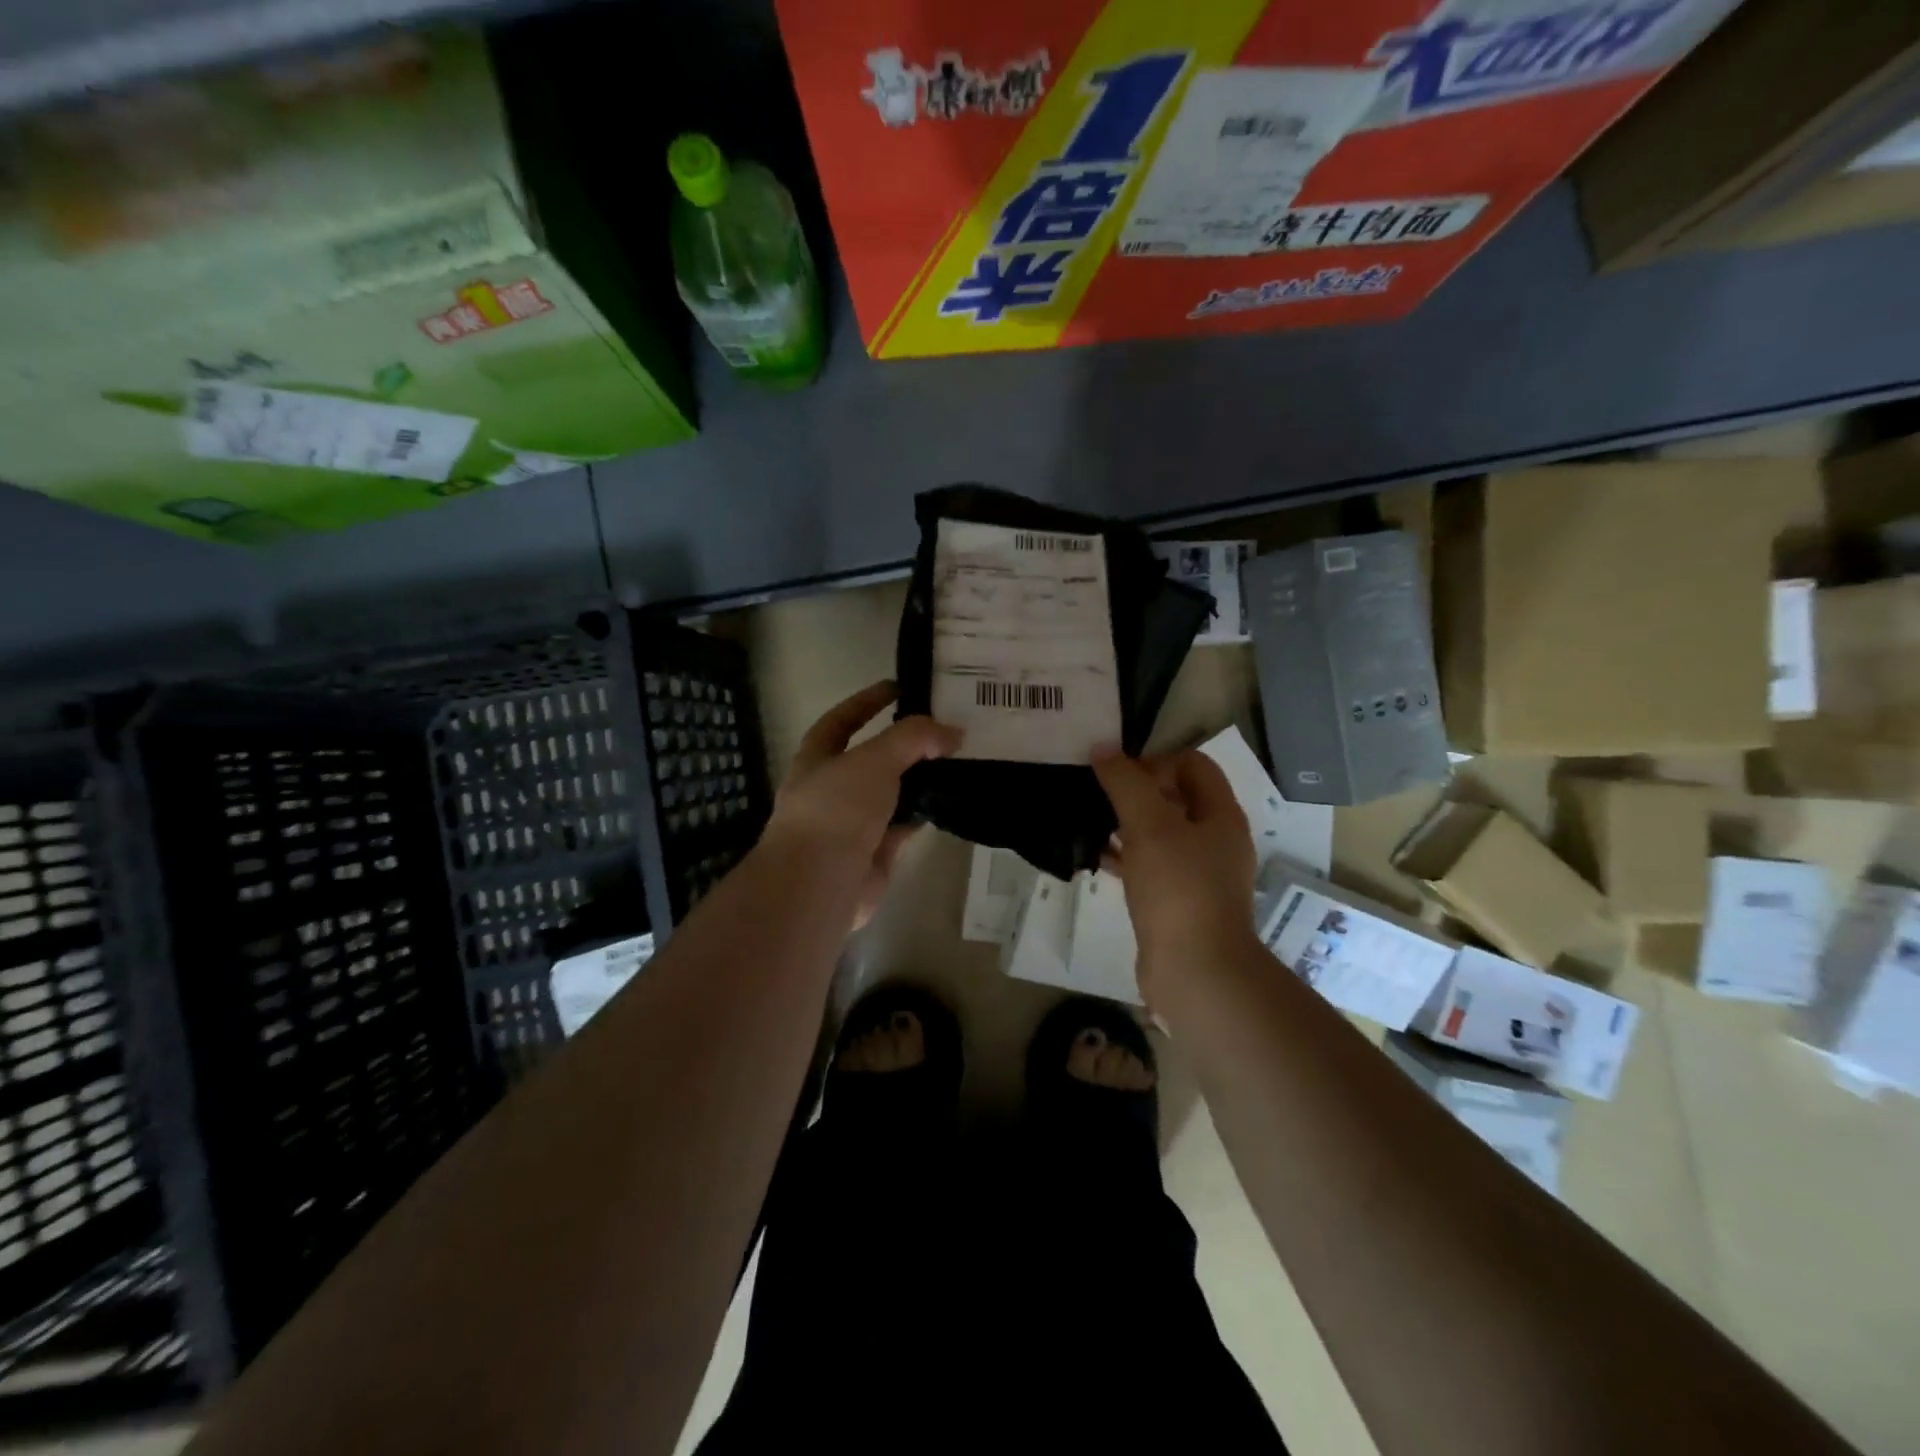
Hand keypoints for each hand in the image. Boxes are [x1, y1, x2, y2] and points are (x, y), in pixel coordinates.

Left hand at [765, 681, 960, 930]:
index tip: (901, 686)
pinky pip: (904, 824)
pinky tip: (951, 800)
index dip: (868, 701)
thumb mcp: (874, 759)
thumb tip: (952, 733)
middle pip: (873, 756)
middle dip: (904, 743)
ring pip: (892, 792)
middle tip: (944, 727)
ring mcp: (853, 822)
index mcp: (817, 758)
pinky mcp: (875, 851)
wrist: (821, 884)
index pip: (843, 718)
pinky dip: (924, 813)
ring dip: (919, 779)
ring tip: (958, 760)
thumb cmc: (836, 810)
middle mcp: (832, 788)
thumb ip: (913, 738)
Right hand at [1093, 749, 1259, 995]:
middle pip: (1175, 797)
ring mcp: (1198, 874)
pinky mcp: (1178, 902)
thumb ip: (1125, 783)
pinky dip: (1124, 857)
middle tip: (1097, 794)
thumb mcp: (1149, 826)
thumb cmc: (1178, 889)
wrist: (1196, 972)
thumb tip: (1103, 749)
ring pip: (1159, 834)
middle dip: (1135, 791)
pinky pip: (1149, 867)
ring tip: (1088, 821)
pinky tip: (1094, 857)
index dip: (1155, 760)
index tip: (1118, 774)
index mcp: (1220, 815)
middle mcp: (1215, 840)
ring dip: (1126, 824)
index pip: (1193, 764)